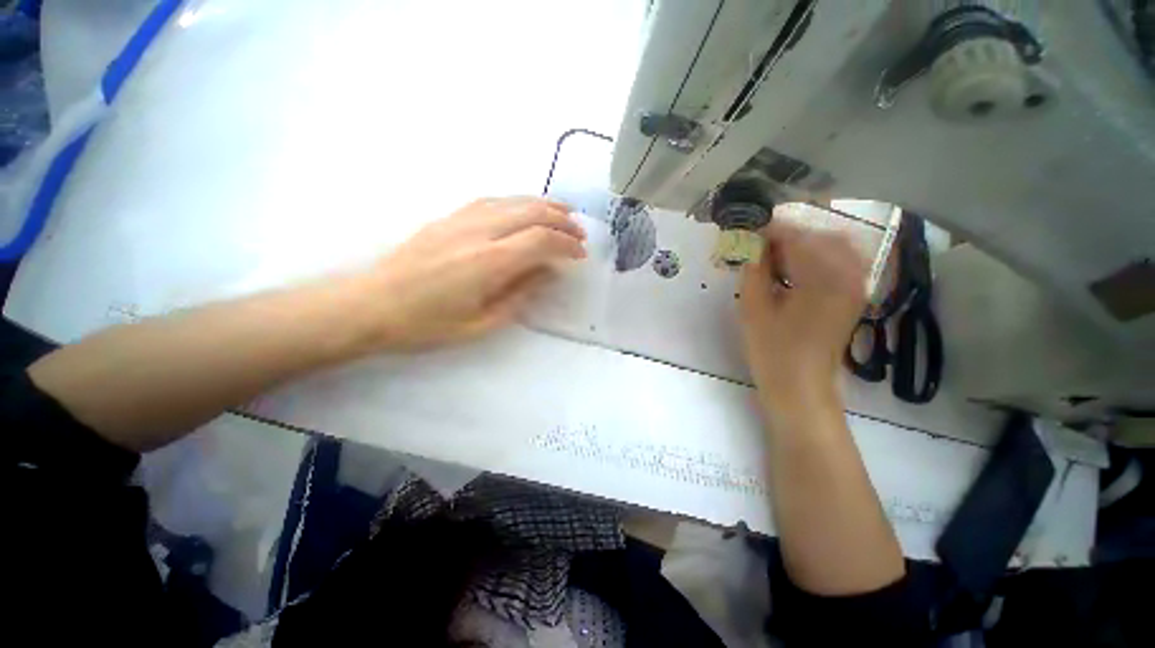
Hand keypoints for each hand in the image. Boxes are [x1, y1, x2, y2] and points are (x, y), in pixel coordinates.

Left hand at [361, 197, 585, 350]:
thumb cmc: (427, 324)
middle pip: (531, 212)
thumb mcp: (481, 324)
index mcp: (489, 262)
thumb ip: (519, 295)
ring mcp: (461, 219)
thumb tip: (547, 273)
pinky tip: (524, 209)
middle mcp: (478, 232)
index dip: (566, 244)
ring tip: (563, 212)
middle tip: (579, 232)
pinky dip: (516, 202)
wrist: (371, 305)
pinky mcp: (448, 217)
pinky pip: (491, 201)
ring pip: (513, 200)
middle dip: (562, 220)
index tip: (580, 254)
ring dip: (543, 205)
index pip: (541, 240)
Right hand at [739, 220, 867, 415]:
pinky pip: (840, 262)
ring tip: (773, 256)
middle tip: (759, 243)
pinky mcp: (853, 296)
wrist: (800, 387)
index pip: (798, 237)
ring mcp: (856, 286)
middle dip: (789, 234)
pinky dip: (816, 257)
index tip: (747, 228)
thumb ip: (754, 270)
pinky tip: (793, 269)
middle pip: (822, 236)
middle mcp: (850, 276)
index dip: (770, 230)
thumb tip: (753, 243)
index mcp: (823, 279)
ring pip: (834, 247)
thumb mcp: (753, 308)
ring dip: (804, 244)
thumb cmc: (772, 351)